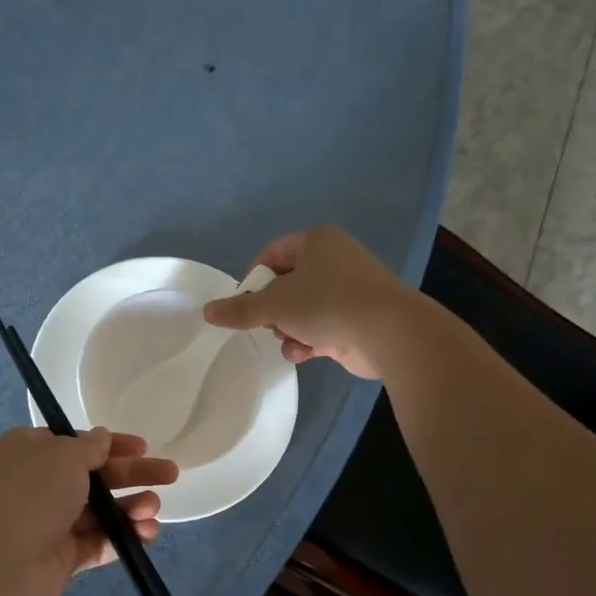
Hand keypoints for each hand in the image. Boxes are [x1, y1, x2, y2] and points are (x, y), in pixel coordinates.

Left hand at [0, 427, 179, 595]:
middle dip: (133, 475)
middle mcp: (40, 484)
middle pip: (96, 476)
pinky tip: (148, 534)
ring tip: (154, 509)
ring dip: (131, 507)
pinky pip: (99, 542)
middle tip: (170, 474)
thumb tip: (101, 439)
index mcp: (31, 451)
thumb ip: (90, 447)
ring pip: (101, 511)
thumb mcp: (64, 456)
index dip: (112, 444)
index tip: (144, 446)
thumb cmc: (29, 495)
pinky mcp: (63, 557)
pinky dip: (123, 537)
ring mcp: (51, 522)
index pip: (78, 443)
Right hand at [201, 224, 415, 378]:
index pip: (272, 254)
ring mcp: (349, 290)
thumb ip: (240, 310)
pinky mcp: (358, 319)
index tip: (241, 304)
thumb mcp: (274, 305)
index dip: (252, 279)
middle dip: (273, 310)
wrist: (387, 331)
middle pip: (288, 284)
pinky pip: (323, 327)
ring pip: (304, 309)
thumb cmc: (326, 303)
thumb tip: (208, 311)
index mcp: (317, 241)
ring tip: (288, 341)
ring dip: (290, 329)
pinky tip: (303, 354)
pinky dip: (309, 340)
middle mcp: (335, 259)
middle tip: (265, 324)